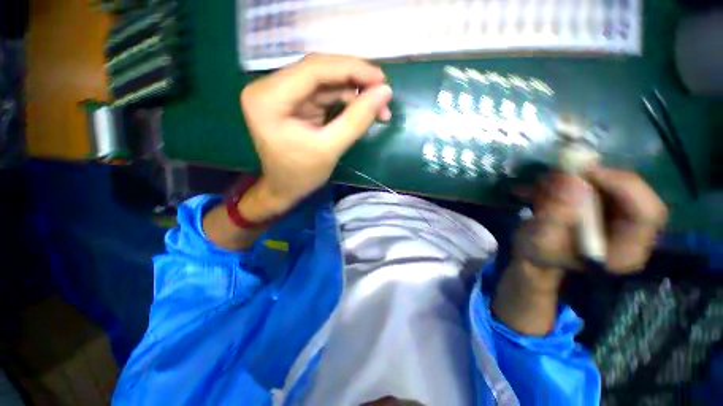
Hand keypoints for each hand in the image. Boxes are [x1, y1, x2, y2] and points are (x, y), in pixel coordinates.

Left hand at [240, 54, 392, 216]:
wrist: (284, 189)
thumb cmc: (300, 175)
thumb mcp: (329, 150)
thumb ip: (356, 120)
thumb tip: (385, 92)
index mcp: (268, 98)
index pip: (313, 69)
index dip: (351, 69)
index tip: (382, 79)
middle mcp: (270, 87)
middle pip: (320, 71)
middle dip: (355, 80)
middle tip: (383, 92)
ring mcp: (283, 93)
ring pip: (326, 81)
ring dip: (354, 93)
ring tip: (379, 108)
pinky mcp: (295, 102)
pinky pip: (325, 93)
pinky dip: (347, 101)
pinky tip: (363, 110)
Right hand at [493, 167, 666, 335]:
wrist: (530, 265)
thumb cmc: (535, 263)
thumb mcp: (538, 244)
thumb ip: (553, 216)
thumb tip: (568, 181)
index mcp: (625, 248)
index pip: (647, 211)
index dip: (623, 186)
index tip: (584, 173)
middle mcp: (624, 230)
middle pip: (623, 191)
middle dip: (589, 178)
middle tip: (554, 175)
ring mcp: (609, 217)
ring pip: (600, 186)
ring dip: (568, 180)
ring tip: (536, 186)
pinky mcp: (591, 209)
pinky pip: (583, 188)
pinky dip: (559, 183)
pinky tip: (534, 188)